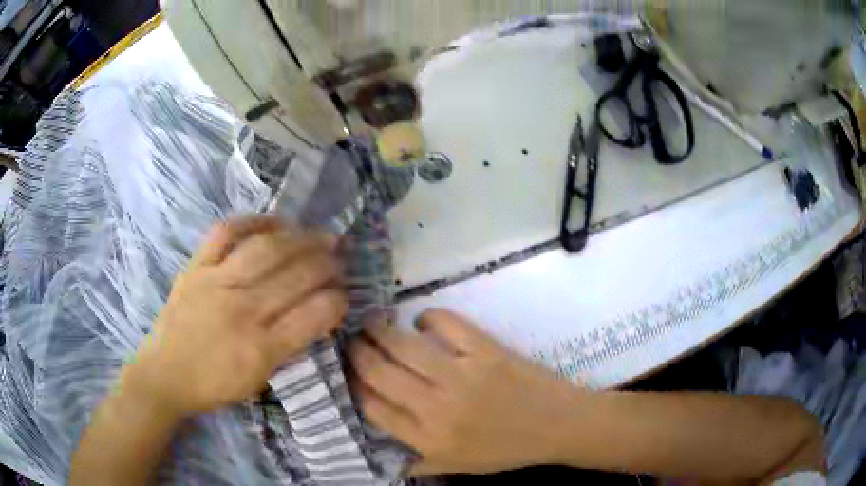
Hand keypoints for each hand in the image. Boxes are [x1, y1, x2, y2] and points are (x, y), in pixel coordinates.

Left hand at [124, 217, 347, 416]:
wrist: (165, 374)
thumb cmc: (214, 385)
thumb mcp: (258, 381)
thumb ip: (289, 348)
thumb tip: (317, 314)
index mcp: (261, 349)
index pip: (313, 315)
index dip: (337, 300)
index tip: (345, 295)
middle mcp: (241, 310)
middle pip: (296, 276)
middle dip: (328, 264)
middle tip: (340, 259)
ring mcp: (216, 282)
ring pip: (267, 249)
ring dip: (302, 238)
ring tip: (320, 236)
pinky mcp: (196, 267)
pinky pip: (226, 232)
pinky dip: (253, 221)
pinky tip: (275, 222)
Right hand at [349, 309, 582, 474]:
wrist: (557, 426)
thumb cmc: (507, 449)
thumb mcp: (459, 466)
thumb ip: (420, 461)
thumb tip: (386, 454)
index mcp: (428, 439)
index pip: (373, 408)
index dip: (355, 386)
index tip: (349, 373)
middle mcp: (437, 408)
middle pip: (379, 373)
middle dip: (358, 352)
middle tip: (352, 341)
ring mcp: (462, 376)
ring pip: (404, 346)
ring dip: (380, 330)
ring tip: (371, 323)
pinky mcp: (486, 351)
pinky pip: (447, 324)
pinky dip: (429, 317)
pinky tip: (423, 319)